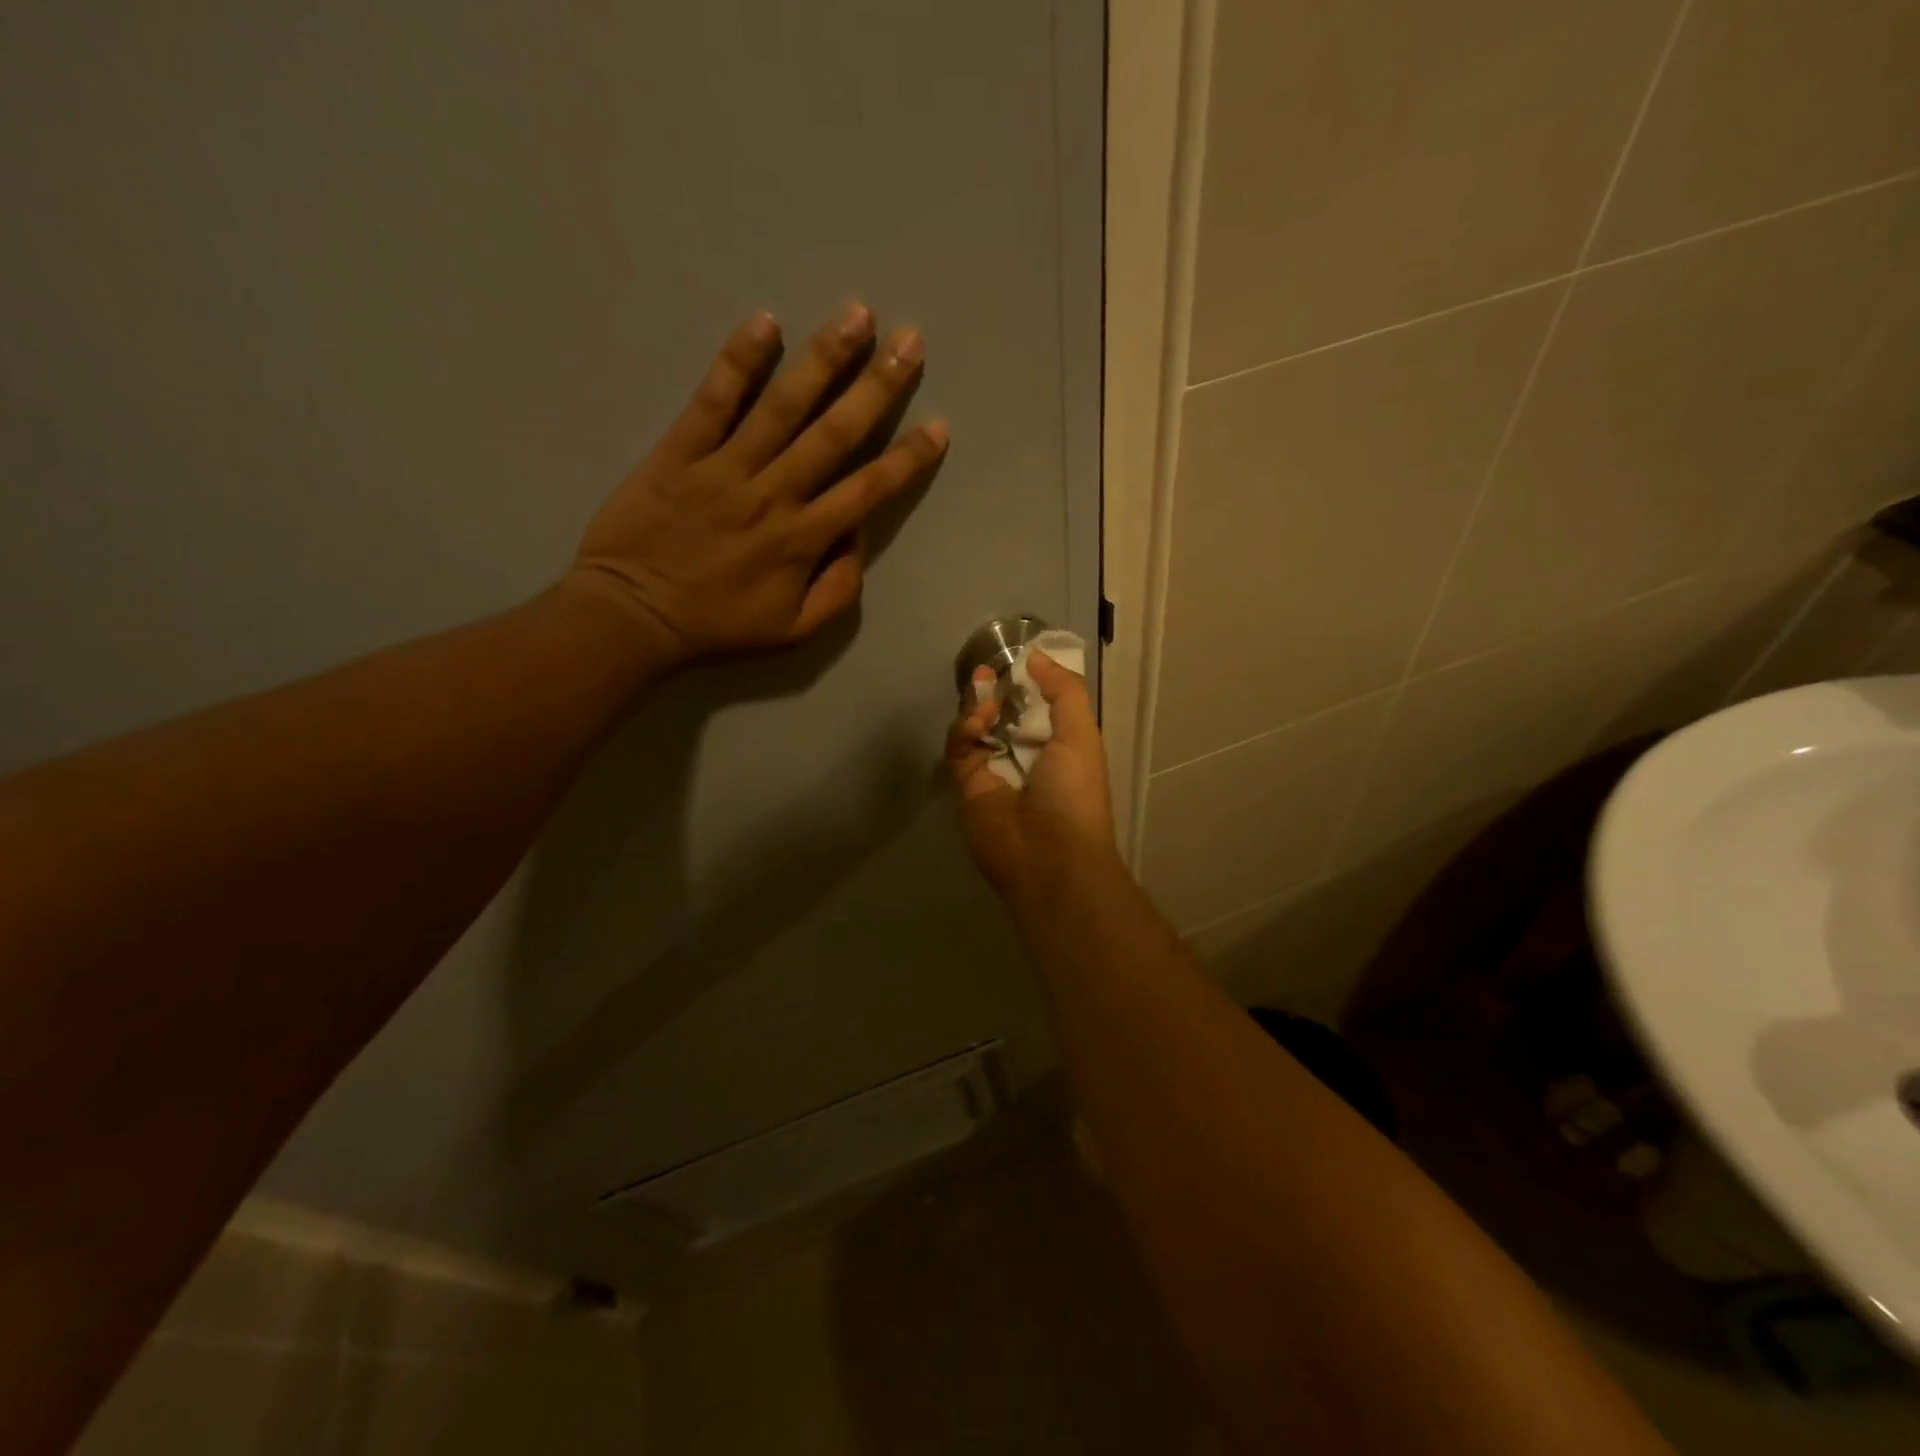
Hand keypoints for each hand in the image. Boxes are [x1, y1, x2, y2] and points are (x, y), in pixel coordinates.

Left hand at [565, 303, 947, 667]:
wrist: (631, 617)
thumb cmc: (717, 627)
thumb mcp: (793, 631)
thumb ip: (838, 591)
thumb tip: (857, 539)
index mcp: (803, 540)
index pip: (868, 490)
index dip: (907, 458)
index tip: (938, 426)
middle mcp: (773, 494)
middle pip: (834, 433)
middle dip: (877, 386)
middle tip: (910, 341)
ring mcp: (725, 467)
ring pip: (782, 406)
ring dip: (823, 359)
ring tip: (856, 315)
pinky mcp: (680, 451)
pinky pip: (713, 400)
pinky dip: (738, 361)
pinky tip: (765, 323)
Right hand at [946, 650, 1117, 896]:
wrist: (1049, 858)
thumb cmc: (1074, 795)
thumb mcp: (1082, 735)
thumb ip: (1064, 691)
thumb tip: (1036, 658)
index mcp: (1058, 746)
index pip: (1036, 706)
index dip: (1025, 683)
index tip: (1015, 661)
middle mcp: (1024, 756)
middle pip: (1001, 713)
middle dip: (994, 690)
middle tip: (986, 670)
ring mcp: (993, 770)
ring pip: (976, 726)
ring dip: (978, 705)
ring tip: (985, 696)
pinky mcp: (967, 784)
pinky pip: (959, 747)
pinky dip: (965, 728)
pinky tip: (979, 721)